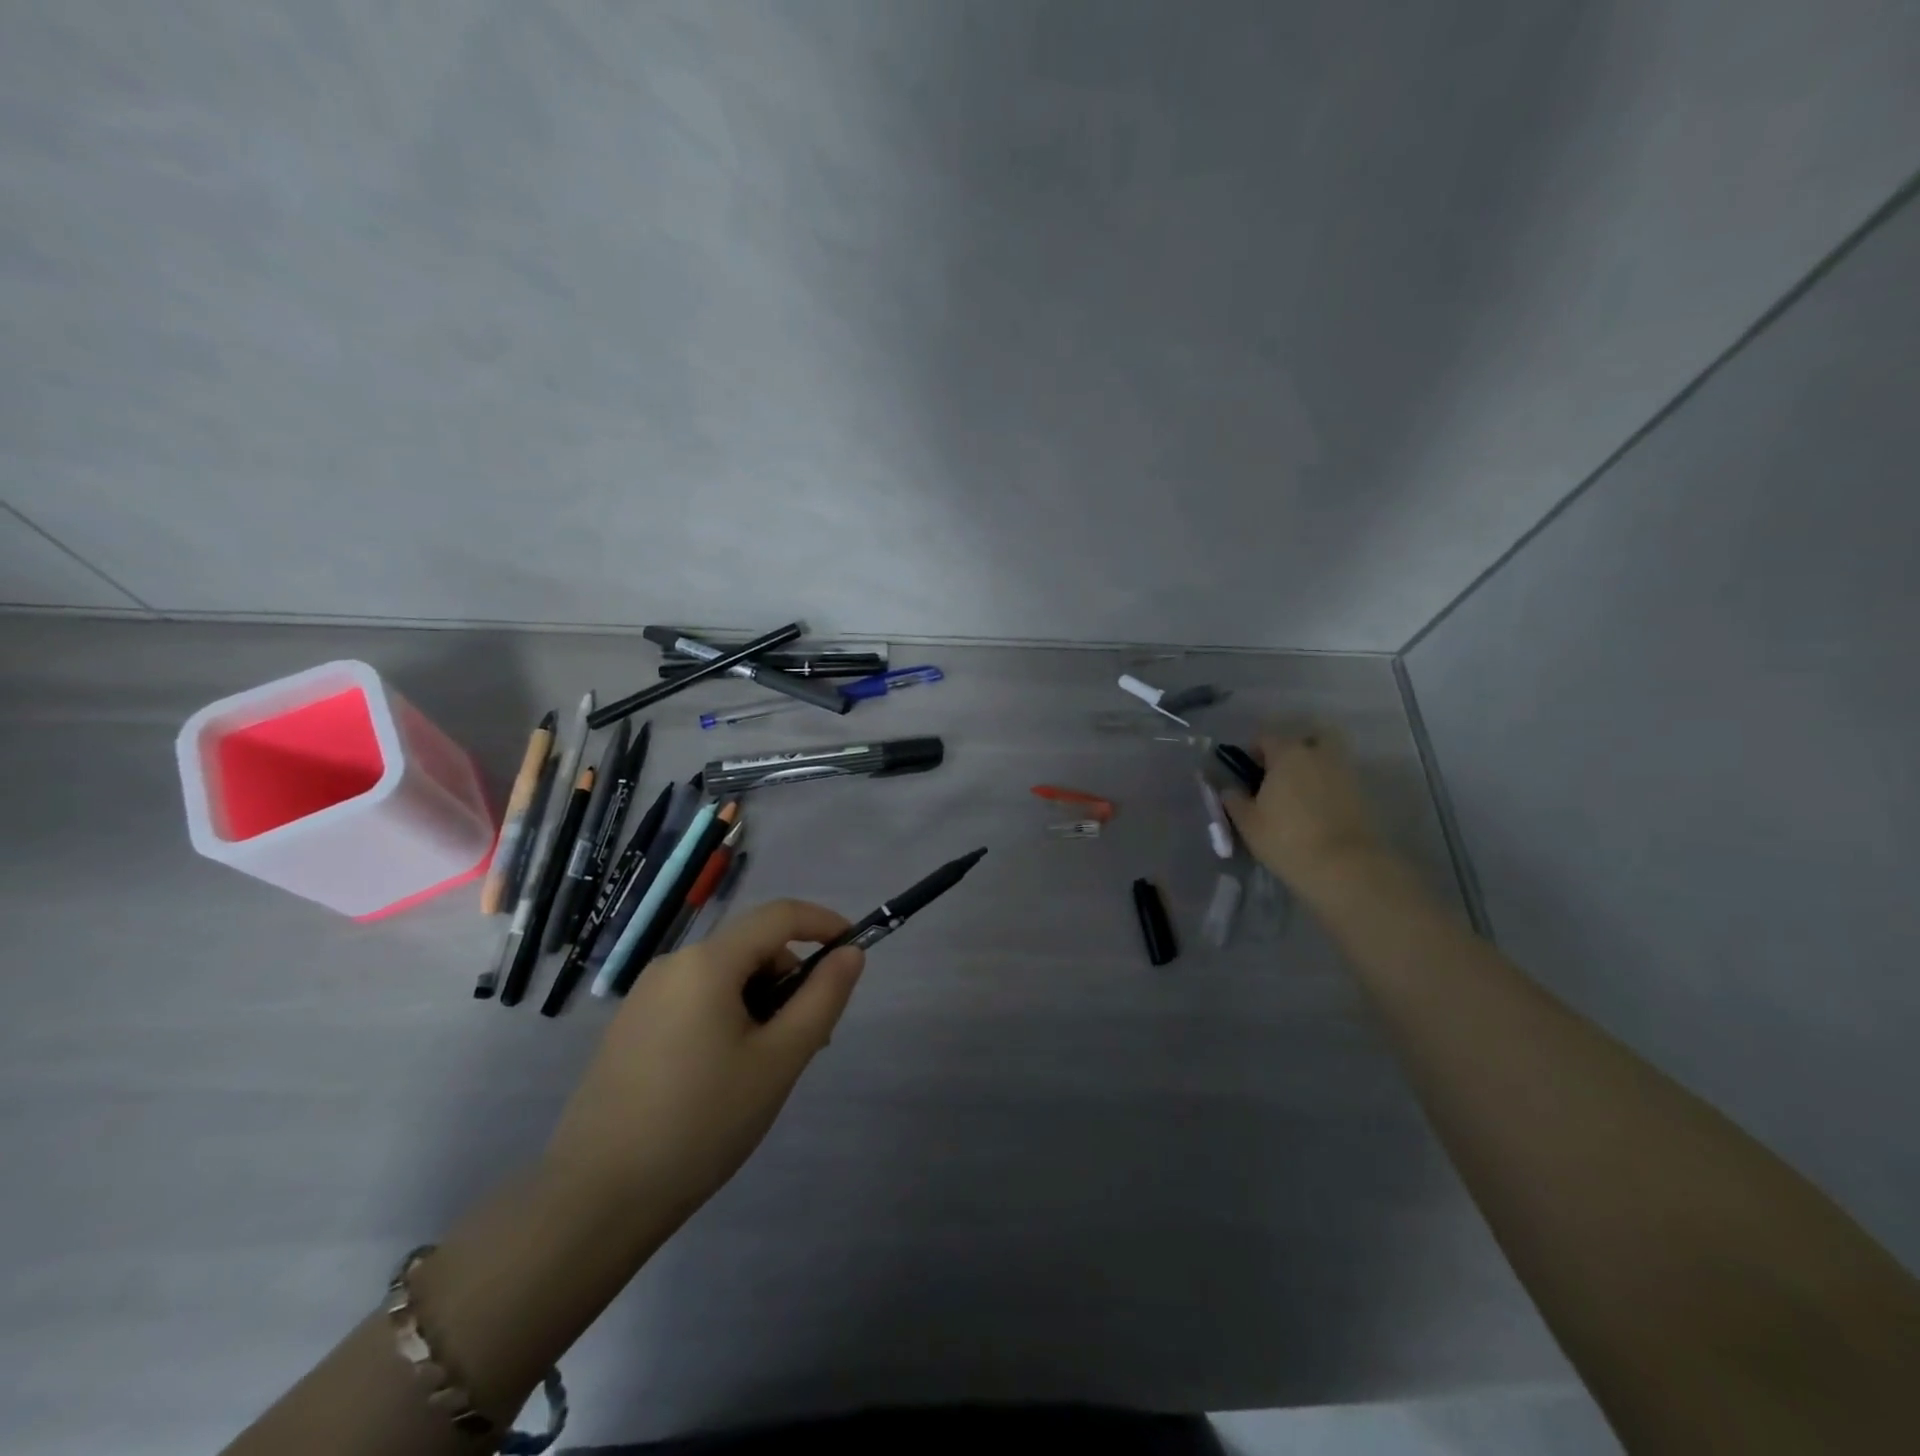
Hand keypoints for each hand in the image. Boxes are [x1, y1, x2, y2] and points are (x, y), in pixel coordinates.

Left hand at [541, 899, 865, 1233]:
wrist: (595, 1199)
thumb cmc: (702, 1122)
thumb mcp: (779, 1060)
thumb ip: (822, 998)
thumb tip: (850, 953)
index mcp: (708, 962)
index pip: (779, 915)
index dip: (823, 922)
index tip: (853, 950)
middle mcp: (673, 965)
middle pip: (751, 948)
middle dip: (790, 980)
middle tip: (809, 1041)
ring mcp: (645, 996)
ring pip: (724, 978)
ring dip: (760, 1004)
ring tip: (767, 1068)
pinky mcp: (630, 1028)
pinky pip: (695, 1001)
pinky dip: (727, 1018)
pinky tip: (725, 1077)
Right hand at [1221, 731, 1389, 892]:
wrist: (1344, 866)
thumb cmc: (1285, 838)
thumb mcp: (1247, 822)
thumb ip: (1234, 800)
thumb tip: (1230, 790)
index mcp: (1287, 753)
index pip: (1265, 738)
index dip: (1251, 753)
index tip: (1246, 775)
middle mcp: (1317, 753)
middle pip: (1300, 743)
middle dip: (1286, 755)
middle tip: (1274, 781)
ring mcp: (1343, 771)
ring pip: (1321, 760)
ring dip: (1308, 771)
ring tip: (1295, 799)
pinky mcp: (1361, 793)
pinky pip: (1336, 780)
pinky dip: (1325, 788)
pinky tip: (1314, 811)